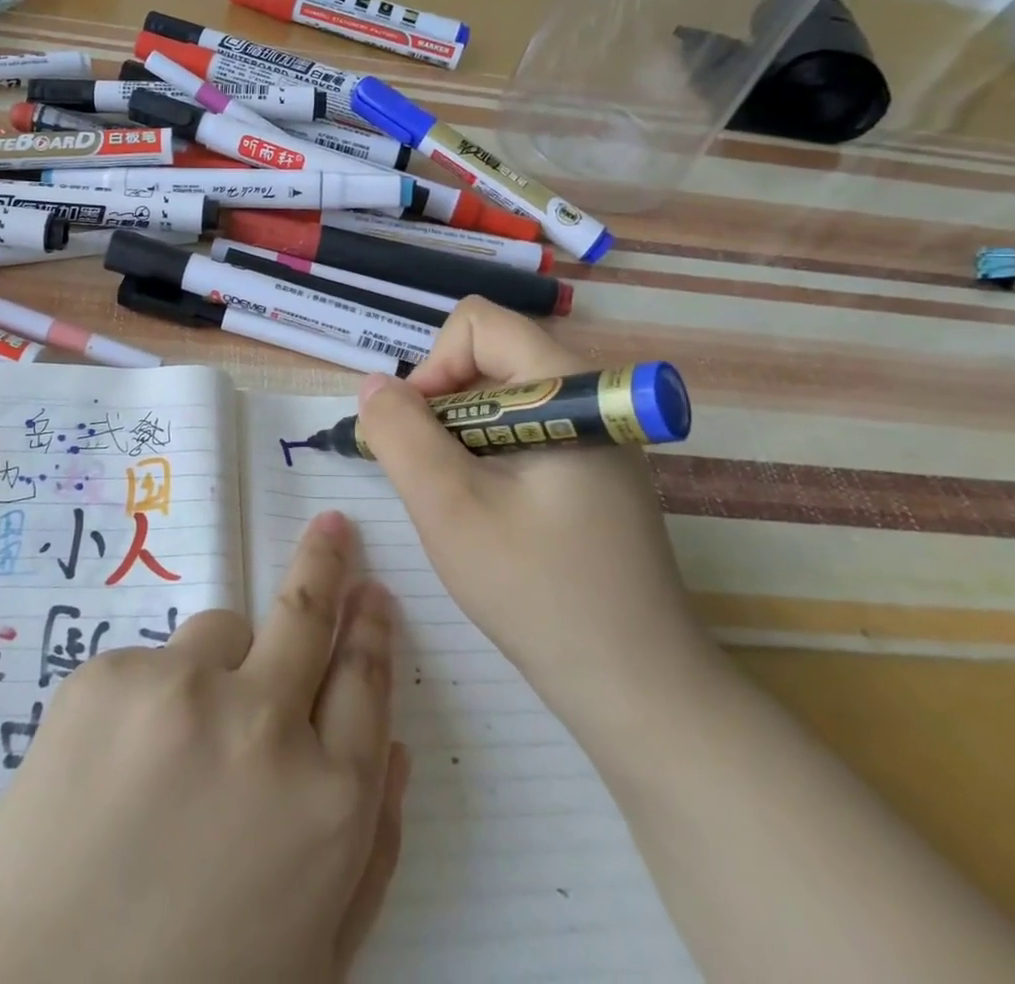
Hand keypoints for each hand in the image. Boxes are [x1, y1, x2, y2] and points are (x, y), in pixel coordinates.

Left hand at [0, 513, 407, 983]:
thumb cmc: (195, 980)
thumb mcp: (316, 951)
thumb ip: (372, 850)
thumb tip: (397, 747)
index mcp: (327, 799)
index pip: (365, 678)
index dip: (372, 627)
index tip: (371, 590)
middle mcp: (262, 723)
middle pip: (307, 613)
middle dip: (325, 561)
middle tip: (331, 527)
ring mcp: (181, 688)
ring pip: (221, 631)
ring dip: (220, 664)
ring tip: (180, 739)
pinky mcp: (110, 674)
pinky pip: (153, 661)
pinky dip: (153, 695)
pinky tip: (120, 761)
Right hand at [356, 298, 715, 744]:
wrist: (640, 690)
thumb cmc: (541, 593)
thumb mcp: (450, 508)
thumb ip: (401, 434)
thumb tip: (374, 386)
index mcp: (568, 389)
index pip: (479, 324)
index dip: (434, 367)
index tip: (419, 435)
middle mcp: (588, 397)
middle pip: (489, 357)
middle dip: (442, 406)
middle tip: (431, 477)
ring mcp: (596, 436)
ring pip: (500, 397)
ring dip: (459, 436)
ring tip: (457, 502)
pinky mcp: (593, 470)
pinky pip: (521, 431)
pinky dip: (485, 456)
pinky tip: (487, 514)